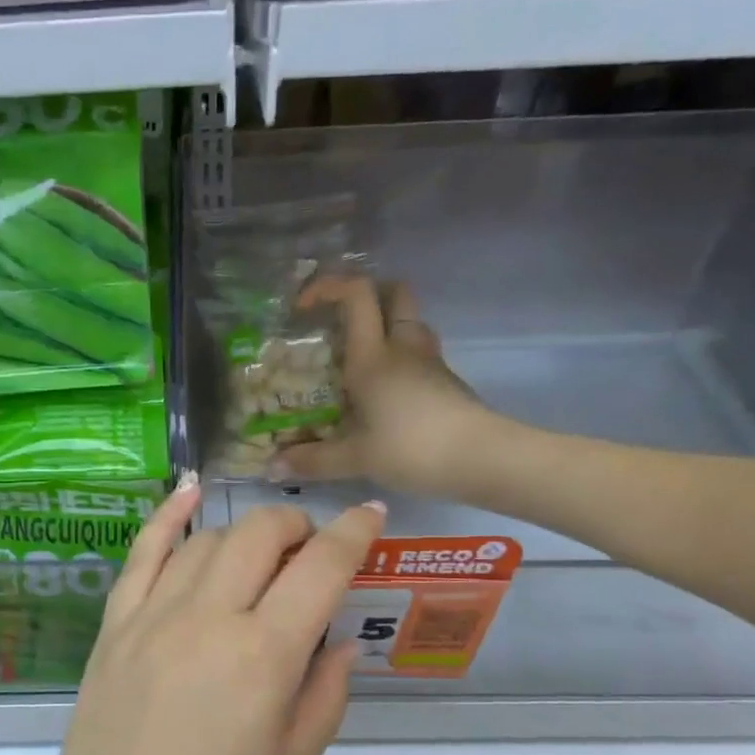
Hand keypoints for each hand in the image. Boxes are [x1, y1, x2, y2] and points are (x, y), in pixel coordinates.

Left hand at [31, 479, 385, 754]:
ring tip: (263, 551)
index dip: (353, 533)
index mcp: (264, 656)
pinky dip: (168, 516)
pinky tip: (190, 492)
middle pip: (259, 535)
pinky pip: (142, 554)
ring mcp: (152, 616)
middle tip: (312, 549)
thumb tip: (340, 640)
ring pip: (206, 540)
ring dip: (245, 532)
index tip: (371, 516)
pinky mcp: (114, 626)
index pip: (320, 568)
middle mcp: (207, 618)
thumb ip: (324, 693)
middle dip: (297, 525)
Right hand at [274, 279, 525, 503]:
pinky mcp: (446, 380)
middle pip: (394, 292)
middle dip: (366, 293)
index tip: (304, 305)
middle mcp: (402, 347)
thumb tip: (272, 468)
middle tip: (339, 319)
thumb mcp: (355, 458)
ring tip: (359, 355)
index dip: (328, 286)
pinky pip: (419, 352)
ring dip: (386, 324)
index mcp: (373, 356)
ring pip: (410, 321)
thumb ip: (313, 460)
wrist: (482, 458)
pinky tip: (385, 389)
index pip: (356, 294)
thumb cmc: (412, 448)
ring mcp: (429, 361)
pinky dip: (401, 356)